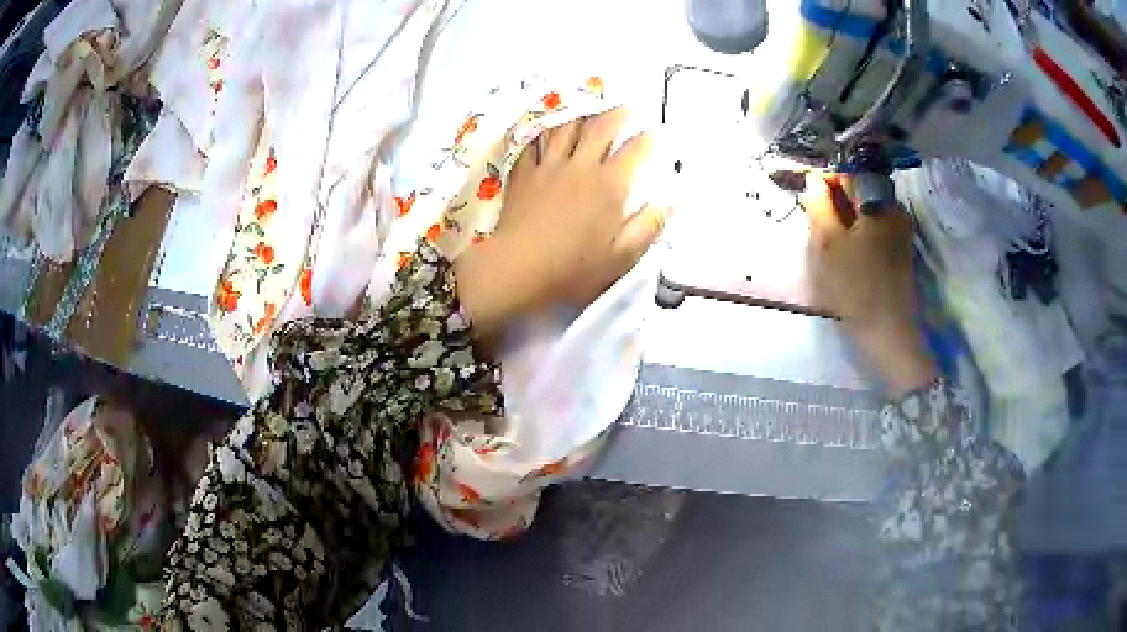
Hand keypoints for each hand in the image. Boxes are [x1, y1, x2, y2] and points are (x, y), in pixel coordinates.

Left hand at [455, 107, 668, 338]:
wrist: (517, 269)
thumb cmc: (573, 268)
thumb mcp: (622, 256)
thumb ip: (649, 226)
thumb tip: (672, 202)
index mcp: (609, 185)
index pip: (635, 151)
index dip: (650, 139)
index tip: (658, 132)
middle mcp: (580, 167)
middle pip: (599, 129)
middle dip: (616, 113)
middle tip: (625, 104)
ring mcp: (548, 167)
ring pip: (565, 128)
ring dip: (579, 113)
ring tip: (588, 104)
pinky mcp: (522, 174)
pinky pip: (532, 143)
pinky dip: (540, 131)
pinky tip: (543, 126)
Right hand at [802, 173, 936, 395]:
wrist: (888, 334)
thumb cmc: (854, 286)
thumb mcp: (826, 243)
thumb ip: (818, 206)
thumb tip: (813, 181)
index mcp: (878, 202)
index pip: (847, 175)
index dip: (824, 182)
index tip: (806, 197)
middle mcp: (894, 210)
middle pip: (859, 194)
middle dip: (835, 204)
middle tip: (815, 225)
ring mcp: (901, 233)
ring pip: (866, 215)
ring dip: (845, 222)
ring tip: (828, 244)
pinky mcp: (901, 254)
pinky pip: (874, 232)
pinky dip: (857, 237)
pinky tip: (846, 257)